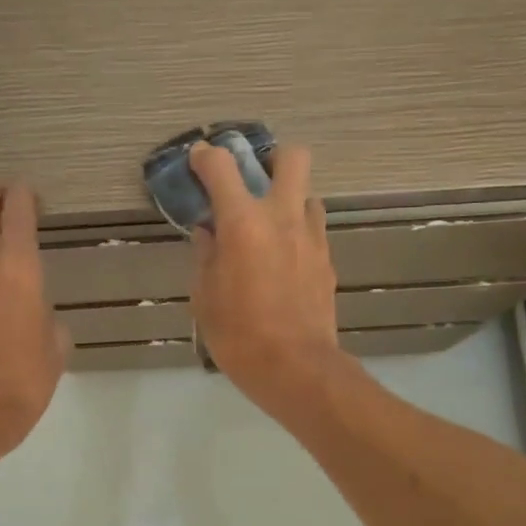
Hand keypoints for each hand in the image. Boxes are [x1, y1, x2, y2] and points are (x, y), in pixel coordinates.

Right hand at [188, 142, 346, 415]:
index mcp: (243, 223)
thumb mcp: (204, 296)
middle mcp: (282, 217)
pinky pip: (312, 229)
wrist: (295, 368)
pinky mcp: (327, 260)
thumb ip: (205, 255)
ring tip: (268, 227)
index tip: (198, 160)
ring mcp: (311, 237)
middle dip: (272, 159)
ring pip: (307, 195)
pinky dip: (296, 232)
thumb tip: (208, 233)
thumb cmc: (238, 334)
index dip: (206, 157)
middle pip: (292, 158)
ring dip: (287, 200)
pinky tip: (281, 259)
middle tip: (253, 181)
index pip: (222, 167)